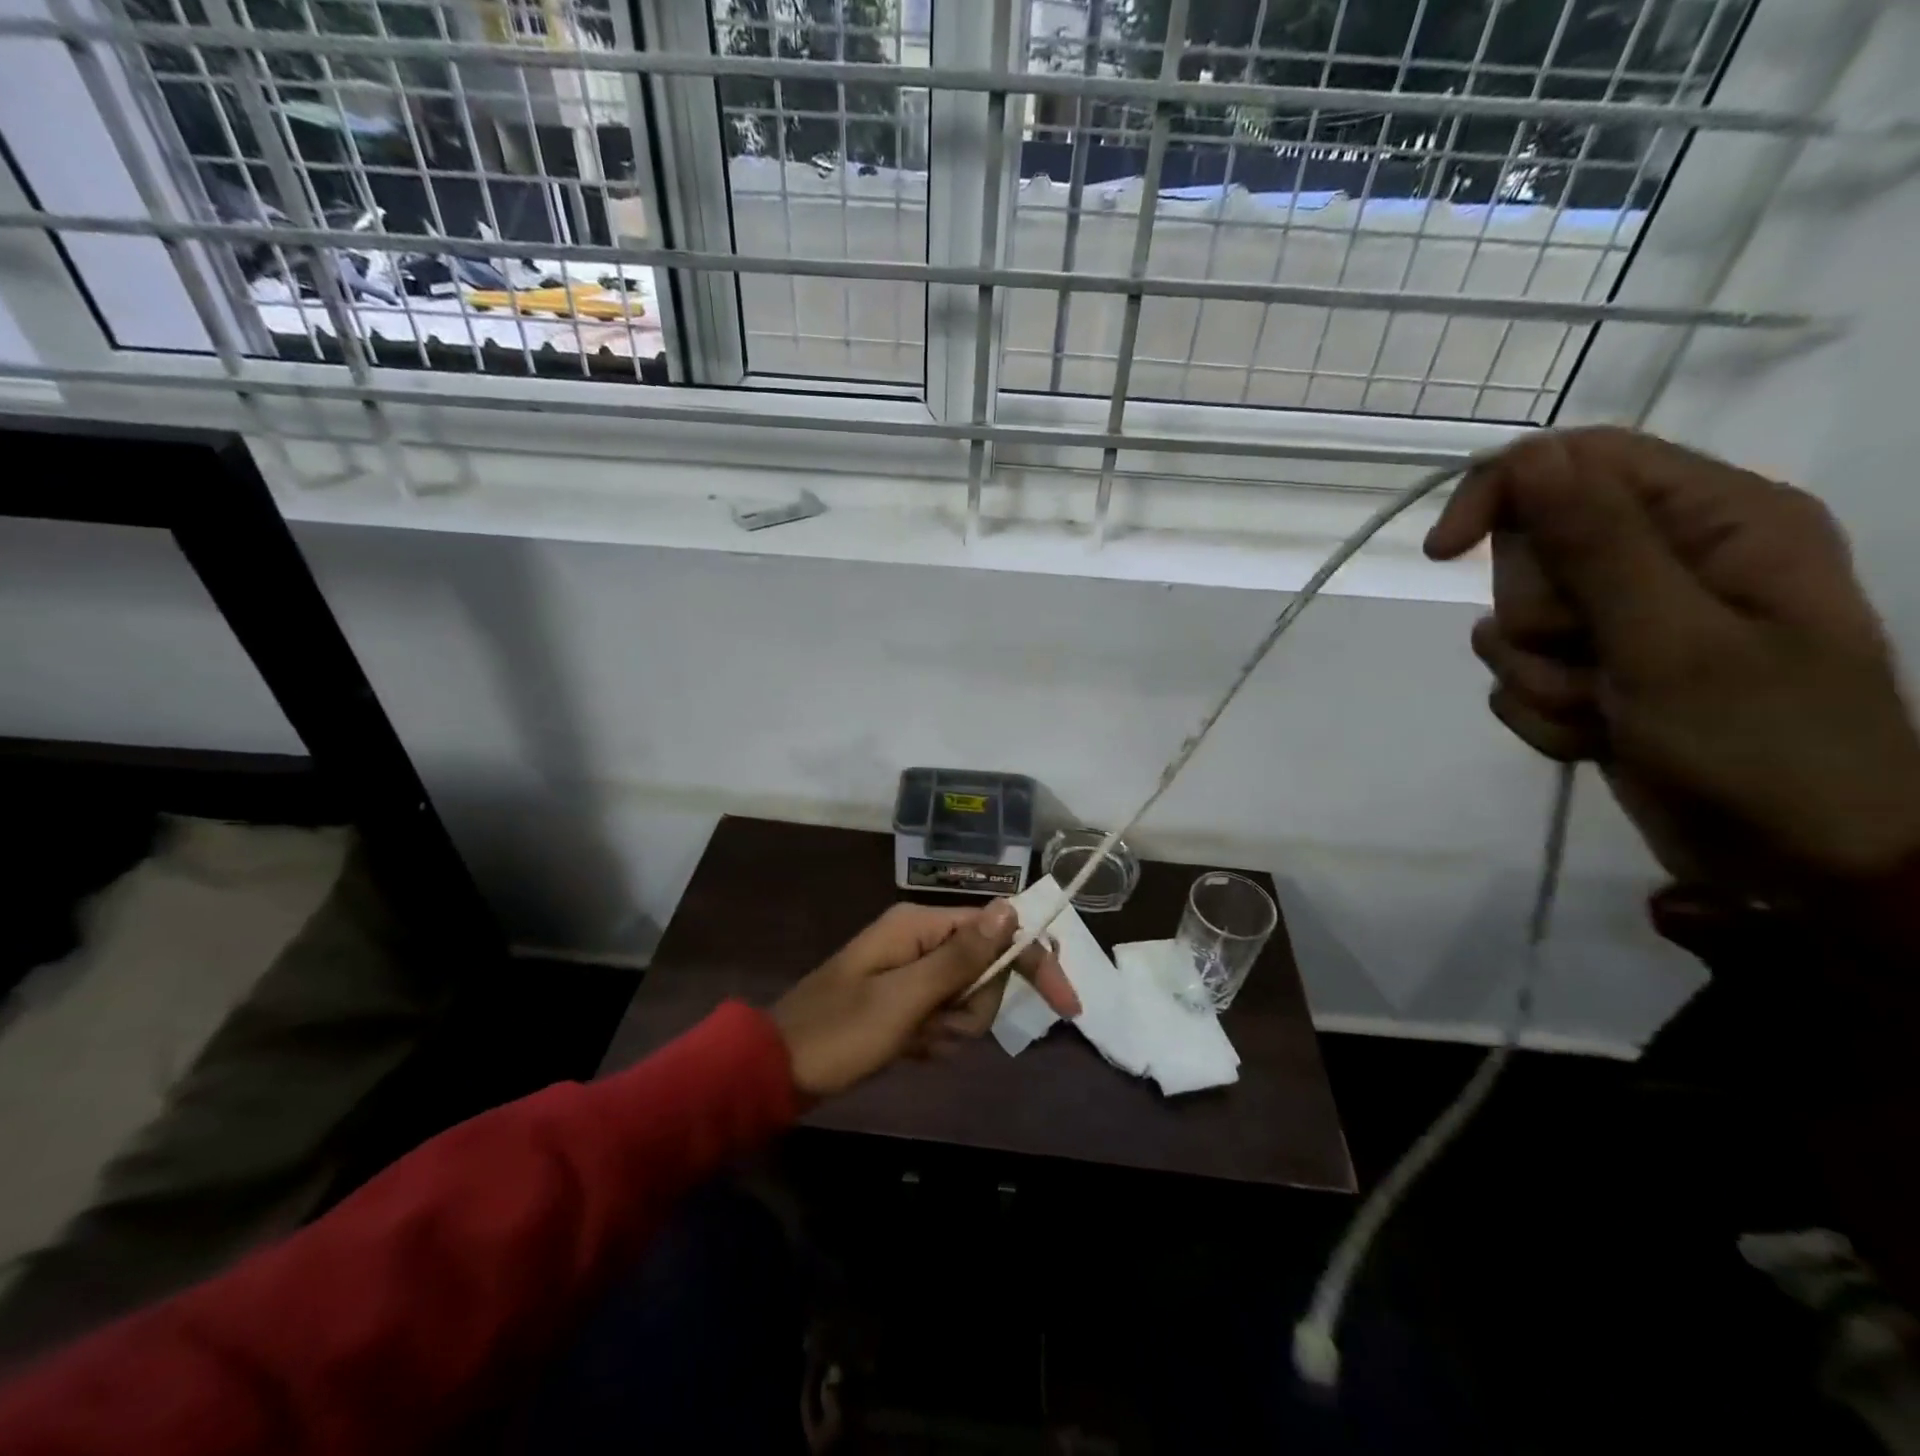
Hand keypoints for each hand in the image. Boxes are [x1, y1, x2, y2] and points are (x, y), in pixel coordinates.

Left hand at [771, 901, 1078, 1099]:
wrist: (778, 1070)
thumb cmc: (841, 1031)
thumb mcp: (905, 996)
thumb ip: (961, 955)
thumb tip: (1011, 908)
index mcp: (920, 926)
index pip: (998, 930)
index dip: (1035, 961)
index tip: (1067, 1005)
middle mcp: (920, 940)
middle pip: (986, 970)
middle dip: (973, 1007)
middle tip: (937, 1027)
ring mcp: (912, 972)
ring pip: (968, 1000)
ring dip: (952, 1029)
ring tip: (915, 1041)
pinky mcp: (906, 1002)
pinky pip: (945, 1019)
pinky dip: (935, 1040)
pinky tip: (908, 1050)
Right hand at [1425, 426, 1919, 884]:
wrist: (1797, 863)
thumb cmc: (1760, 743)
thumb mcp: (1671, 638)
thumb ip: (1598, 543)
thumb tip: (1528, 458)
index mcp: (1716, 520)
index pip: (1575, 462)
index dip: (1498, 495)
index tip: (1442, 554)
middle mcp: (1670, 559)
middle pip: (1533, 547)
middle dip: (1536, 615)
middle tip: (1588, 658)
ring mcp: (1630, 622)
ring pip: (1515, 620)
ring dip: (1537, 675)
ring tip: (1601, 710)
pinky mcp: (1599, 673)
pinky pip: (1520, 674)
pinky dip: (1541, 710)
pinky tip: (1593, 735)